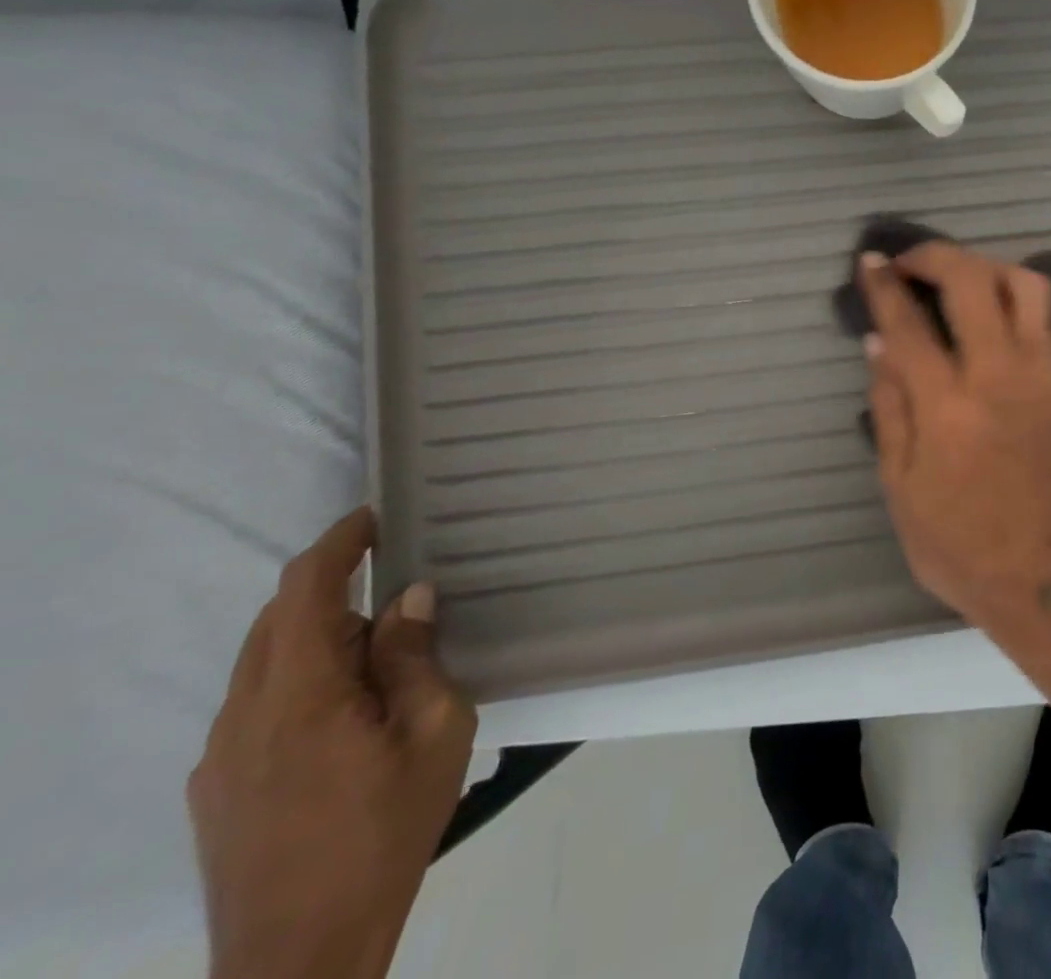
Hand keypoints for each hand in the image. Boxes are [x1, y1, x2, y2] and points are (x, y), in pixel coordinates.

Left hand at [188, 509, 475, 978]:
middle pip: (279, 621)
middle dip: (337, 592)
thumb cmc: (385, 829)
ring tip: (384, 667)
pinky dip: (302, 681)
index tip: (375, 517)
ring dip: (322, 640)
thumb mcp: (435, 731)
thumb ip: (414, 657)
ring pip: (266, 664)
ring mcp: (220, 757)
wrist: (300, 956)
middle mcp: (243, 715)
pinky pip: (257, 705)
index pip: (306, 590)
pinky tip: (347, 719)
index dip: (338, 544)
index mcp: (299, 695)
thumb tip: (409, 598)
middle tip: (402, 602)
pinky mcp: (215, 790)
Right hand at [860, 242, 1050, 630]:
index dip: (885, 286)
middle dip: (936, 255)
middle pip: (973, 280)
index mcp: (949, 408)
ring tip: (956, 280)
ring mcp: (1042, 375)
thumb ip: (889, 407)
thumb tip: (878, 343)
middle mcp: (1000, 376)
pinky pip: (1042, 317)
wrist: (1045, 575)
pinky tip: (986, 314)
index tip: (871, 261)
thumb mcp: (901, 486)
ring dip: (984, 266)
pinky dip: (1010, 297)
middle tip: (909, 262)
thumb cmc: (958, 543)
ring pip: (1024, 284)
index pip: (910, 325)